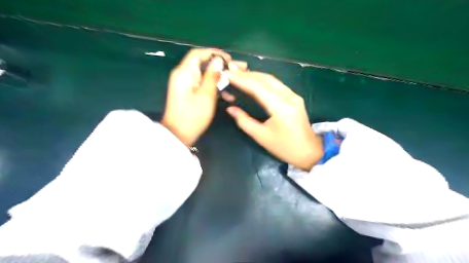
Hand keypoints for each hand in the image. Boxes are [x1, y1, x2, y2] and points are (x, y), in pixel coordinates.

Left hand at [161, 48, 246, 146]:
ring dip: (220, 78)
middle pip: (203, 64)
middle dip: (220, 66)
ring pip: (205, 75)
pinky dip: (214, 88)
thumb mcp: (206, 96)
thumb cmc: (193, 116)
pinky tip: (228, 96)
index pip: (199, 54)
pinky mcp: (188, 93)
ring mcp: (185, 84)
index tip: (229, 59)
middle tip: (238, 68)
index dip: (215, 53)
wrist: (178, 135)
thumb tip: (218, 60)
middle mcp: (183, 75)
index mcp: (184, 73)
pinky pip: (202, 85)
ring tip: (236, 82)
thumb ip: (212, 76)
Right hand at [224, 72, 322, 169]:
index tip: (227, 74)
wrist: (309, 152)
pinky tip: (253, 81)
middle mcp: (288, 96)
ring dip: (254, 75)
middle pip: (265, 79)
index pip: (257, 87)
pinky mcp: (295, 97)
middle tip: (230, 71)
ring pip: (271, 79)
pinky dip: (262, 80)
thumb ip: (244, 121)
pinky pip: (276, 84)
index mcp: (280, 107)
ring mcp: (293, 95)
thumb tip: (230, 108)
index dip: (241, 79)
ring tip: (238, 74)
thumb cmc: (284, 147)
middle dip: (246, 74)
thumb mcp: (261, 136)